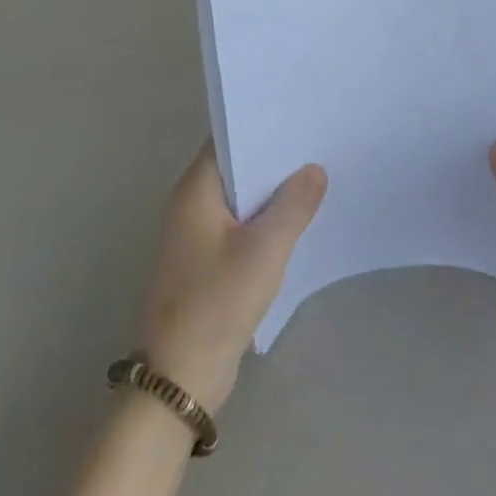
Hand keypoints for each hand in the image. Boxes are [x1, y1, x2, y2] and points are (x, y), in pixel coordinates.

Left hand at [139, 143, 326, 411]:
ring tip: (314, 176)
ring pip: (238, 198)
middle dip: (271, 158)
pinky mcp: (204, 262)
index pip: (226, 139)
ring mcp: (195, 235)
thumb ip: (293, 205)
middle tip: (315, 144)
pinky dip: (262, 219)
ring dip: (269, 191)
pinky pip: (237, 226)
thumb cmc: (217, 302)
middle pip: (234, 167)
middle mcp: (189, 205)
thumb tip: (314, 169)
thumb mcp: (264, 250)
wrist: (180, 379)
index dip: (260, 125)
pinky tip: (294, 221)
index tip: (297, 116)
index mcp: (194, 191)